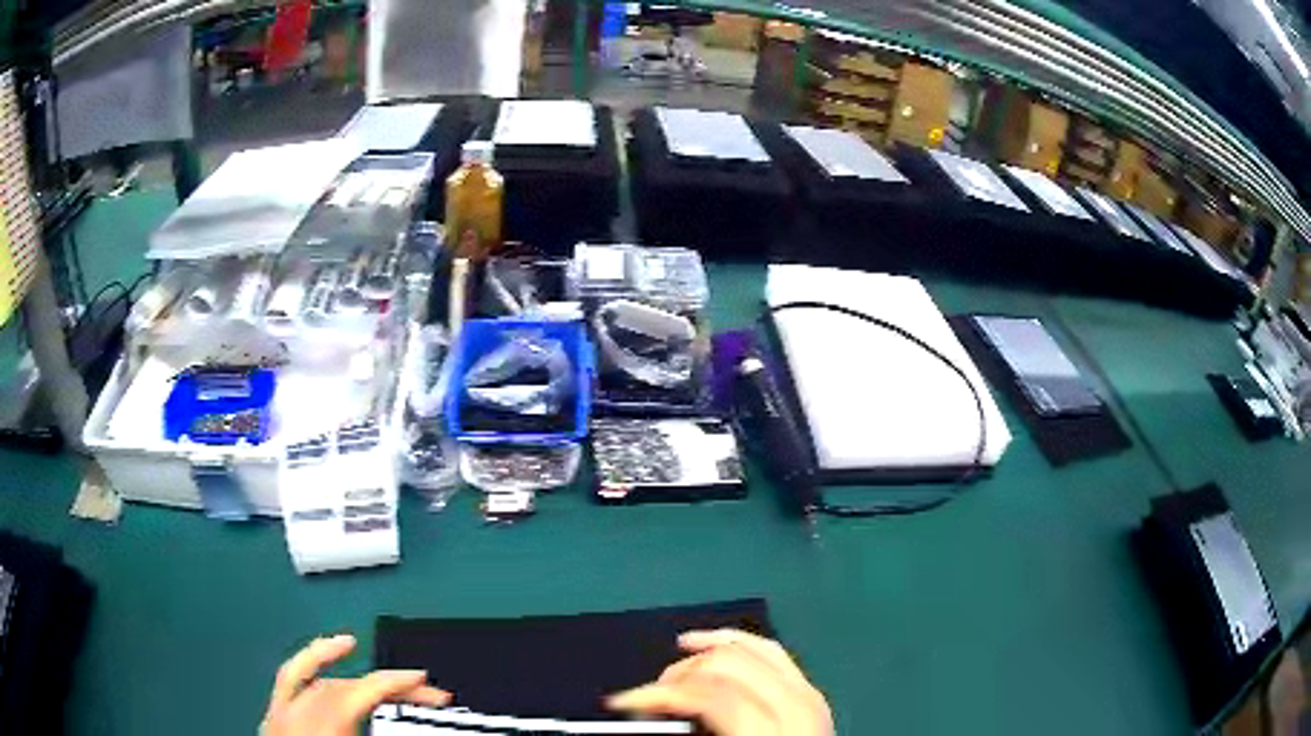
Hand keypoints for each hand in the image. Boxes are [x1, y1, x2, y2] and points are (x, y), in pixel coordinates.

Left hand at [260, 634, 449, 735]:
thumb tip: (422, 733)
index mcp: (323, 730)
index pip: (361, 694)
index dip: (396, 684)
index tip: (426, 684)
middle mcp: (298, 716)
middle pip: (345, 687)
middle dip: (385, 686)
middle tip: (422, 692)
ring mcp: (281, 714)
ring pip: (318, 682)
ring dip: (352, 673)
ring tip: (372, 662)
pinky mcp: (274, 718)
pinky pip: (288, 680)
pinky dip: (307, 662)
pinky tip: (323, 656)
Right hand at [607, 629, 832, 735]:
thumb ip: (690, 735)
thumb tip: (652, 715)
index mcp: (767, 729)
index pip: (704, 694)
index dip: (657, 694)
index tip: (622, 702)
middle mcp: (793, 704)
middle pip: (726, 664)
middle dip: (680, 673)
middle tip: (651, 695)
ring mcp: (808, 692)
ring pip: (751, 648)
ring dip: (708, 649)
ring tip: (676, 655)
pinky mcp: (811, 690)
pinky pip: (772, 652)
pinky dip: (740, 643)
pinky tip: (716, 645)